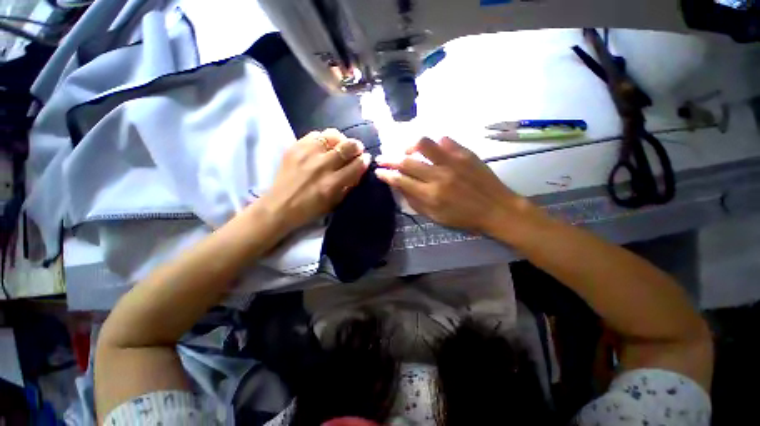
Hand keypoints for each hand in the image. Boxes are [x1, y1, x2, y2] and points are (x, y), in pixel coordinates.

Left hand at [259, 129, 370, 233]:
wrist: (280, 206)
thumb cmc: (310, 208)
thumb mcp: (335, 202)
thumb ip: (349, 185)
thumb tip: (359, 169)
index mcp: (332, 183)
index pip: (356, 165)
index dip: (364, 160)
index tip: (366, 158)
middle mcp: (321, 166)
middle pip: (347, 146)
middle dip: (356, 147)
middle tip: (357, 149)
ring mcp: (307, 154)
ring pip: (332, 135)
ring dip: (341, 140)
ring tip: (341, 145)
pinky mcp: (295, 147)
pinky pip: (315, 134)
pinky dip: (324, 139)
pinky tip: (324, 146)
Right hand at [375, 137, 531, 233]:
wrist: (497, 209)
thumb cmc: (464, 218)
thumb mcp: (436, 217)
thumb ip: (415, 202)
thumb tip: (400, 186)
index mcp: (431, 195)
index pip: (401, 180)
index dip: (386, 175)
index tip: (379, 171)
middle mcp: (439, 176)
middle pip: (407, 161)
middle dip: (389, 159)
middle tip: (383, 158)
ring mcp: (453, 161)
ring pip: (423, 143)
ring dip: (410, 146)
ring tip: (408, 151)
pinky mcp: (465, 153)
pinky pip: (445, 140)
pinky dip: (435, 144)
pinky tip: (434, 151)